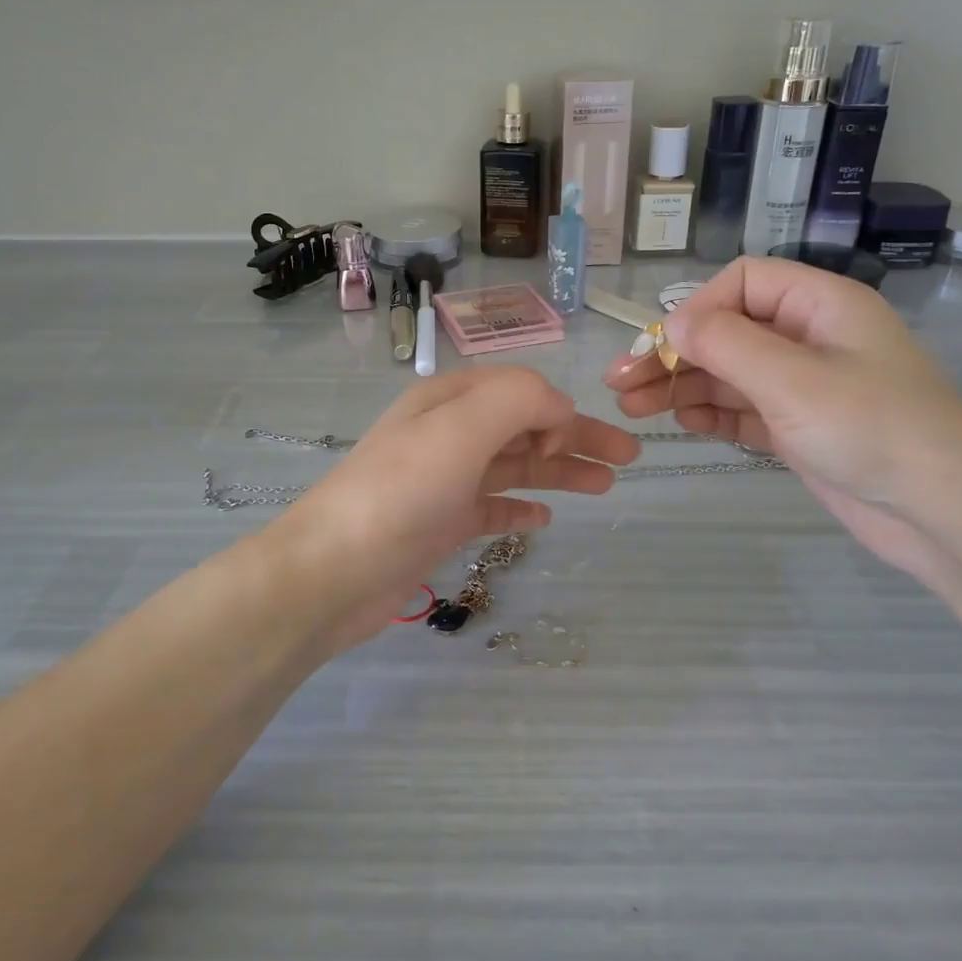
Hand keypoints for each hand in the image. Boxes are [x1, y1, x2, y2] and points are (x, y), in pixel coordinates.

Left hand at [264, 366, 639, 652]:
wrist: (333, 571)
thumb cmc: (399, 492)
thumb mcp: (460, 429)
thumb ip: (517, 401)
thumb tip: (558, 410)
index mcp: (449, 401)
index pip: (518, 389)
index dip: (556, 407)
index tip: (580, 441)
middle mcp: (448, 435)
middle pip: (524, 427)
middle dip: (576, 438)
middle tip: (628, 458)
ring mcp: (444, 481)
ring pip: (514, 466)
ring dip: (559, 470)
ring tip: (605, 485)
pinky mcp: (440, 523)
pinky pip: (492, 507)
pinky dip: (521, 507)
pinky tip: (544, 519)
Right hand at [604, 257, 961, 578]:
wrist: (943, 511)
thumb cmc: (871, 427)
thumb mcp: (792, 378)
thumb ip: (726, 344)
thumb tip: (673, 324)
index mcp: (820, 304)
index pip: (742, 283)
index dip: (696, 309)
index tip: (662, 347)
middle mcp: (809, 337)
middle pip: (727, 331)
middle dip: (673, 354)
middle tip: (620, 381)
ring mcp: (804, 385)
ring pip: (728, 373)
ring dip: (681, 385)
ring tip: (632, 406)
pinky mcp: (800, 427)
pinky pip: (743, 408)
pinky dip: (709, 412)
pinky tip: (678, 421)